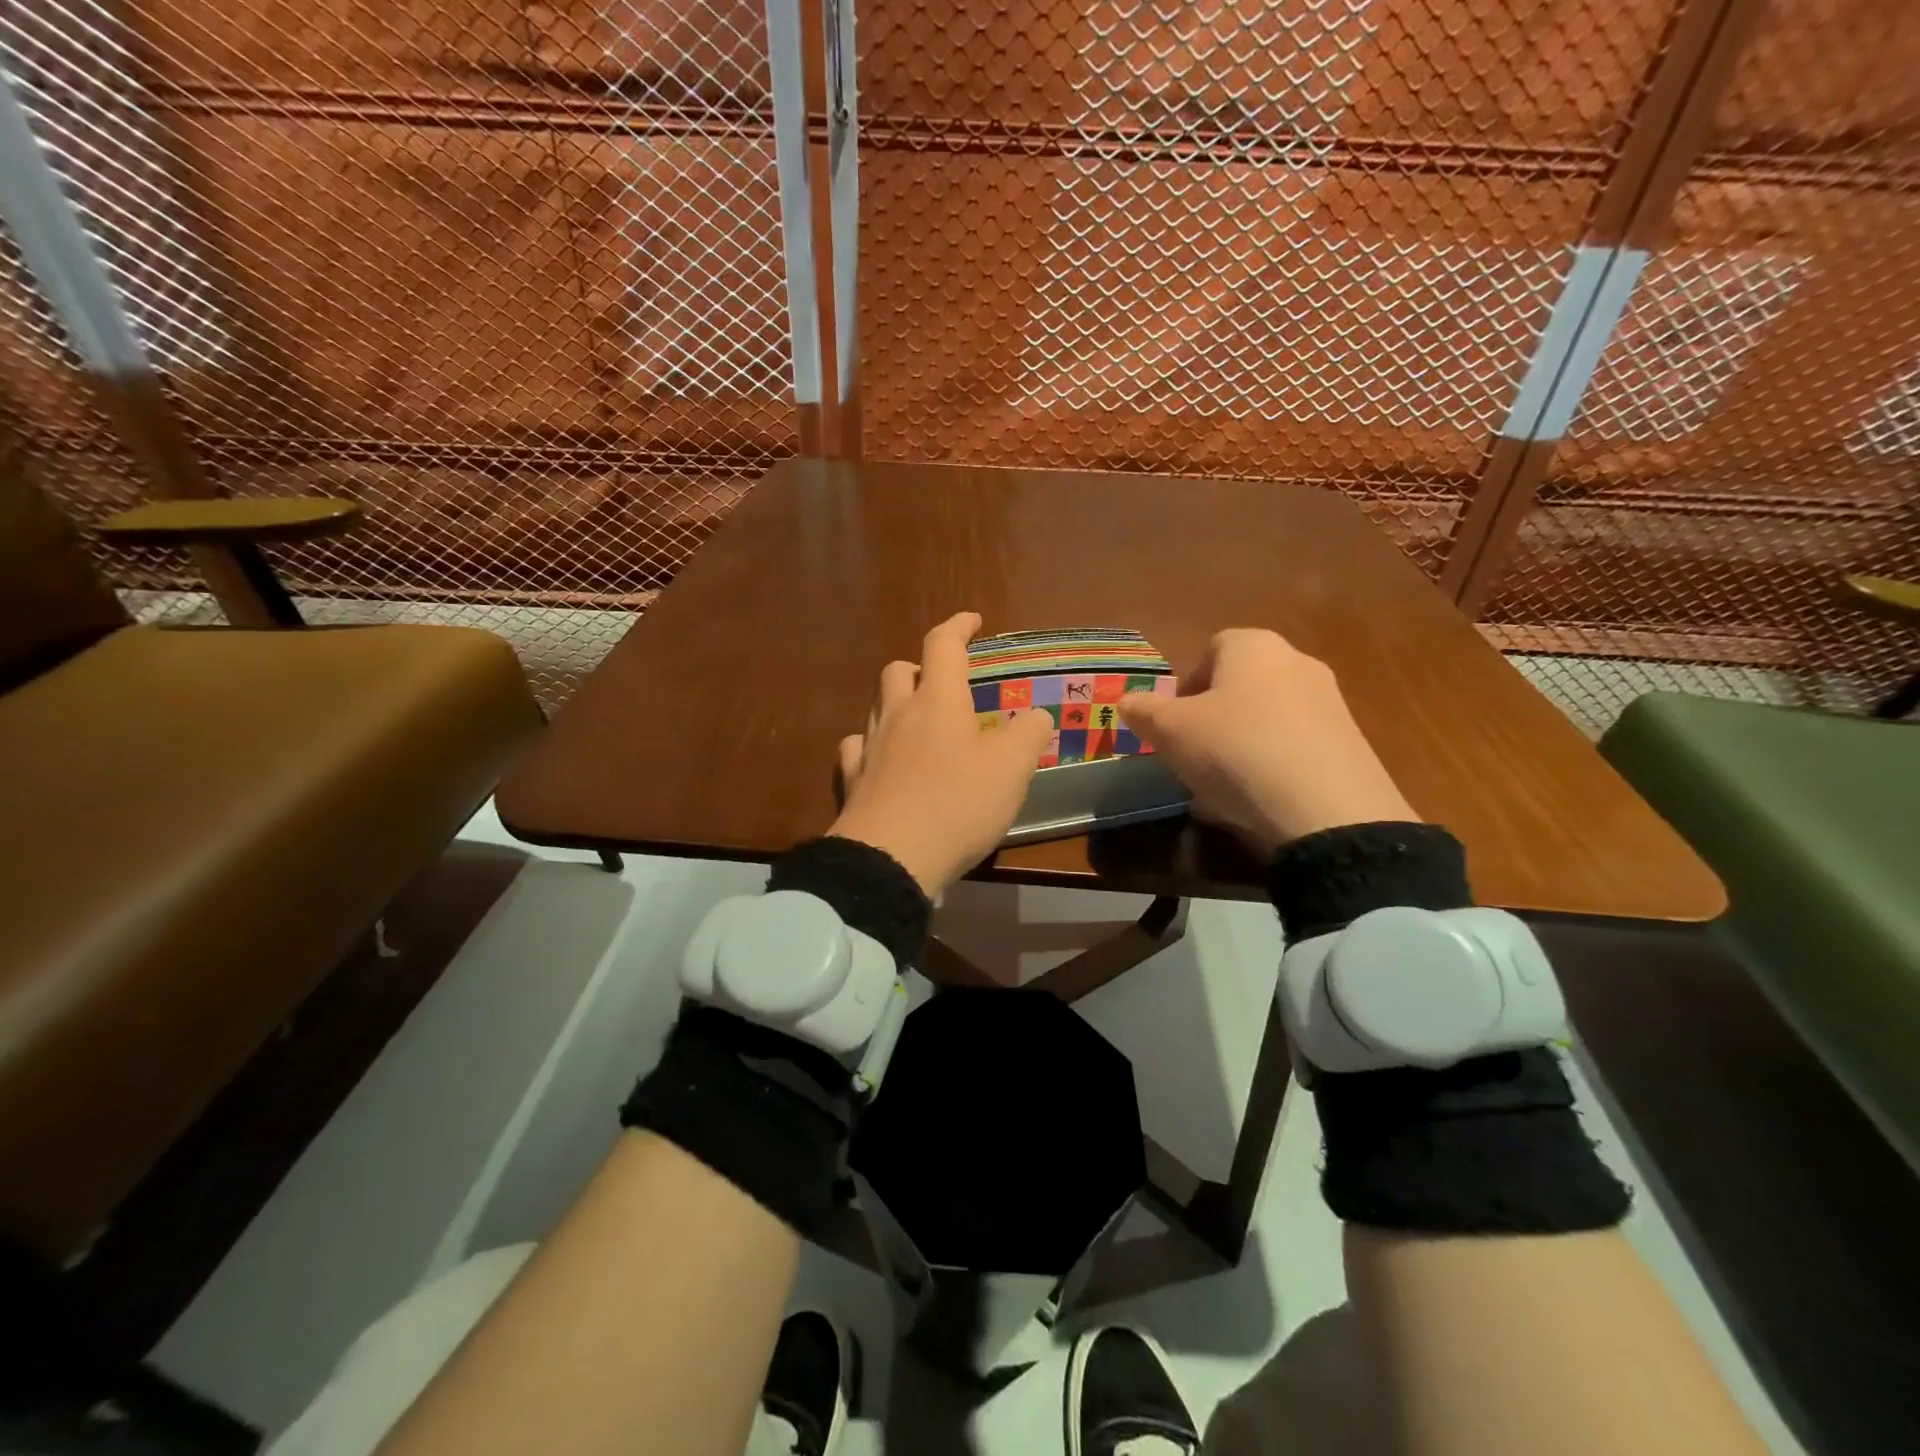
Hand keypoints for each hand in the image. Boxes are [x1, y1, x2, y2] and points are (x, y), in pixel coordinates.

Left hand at [829, 611, 1053, 895]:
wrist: (890, 858)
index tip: (972, 620)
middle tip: (942, 682)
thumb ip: (1029, 734)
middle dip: (921, 666)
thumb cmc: (958, 804)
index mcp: (937, 702)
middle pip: (899, 670)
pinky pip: (856, 747)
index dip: (958, 626)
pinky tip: (883, 759)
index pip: (943, 645)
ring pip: (876, 706)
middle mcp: (898, 715)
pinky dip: (871, 743)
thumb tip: (1034, 716)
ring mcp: (869, 748)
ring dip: (897, 702)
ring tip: (918, 721)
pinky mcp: (852, 781)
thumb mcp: (1013, 768)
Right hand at [1118, 628, 1416, 857]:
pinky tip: (1258, 802)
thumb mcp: (1170, 731)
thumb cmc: (1234, 750)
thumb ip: (1144, 711)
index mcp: (1254, 646)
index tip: (1173, 722)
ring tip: (1222, 786)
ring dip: (1241, 744)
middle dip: (1214, 717)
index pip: (1212, 648)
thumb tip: (1128, 701)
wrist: (1326, 809)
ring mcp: (1331, 703)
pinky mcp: (1351, 745)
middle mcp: (1297, 662)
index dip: (1186, 684)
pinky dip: (1273, 767)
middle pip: (1242, 685)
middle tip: (1193, 753)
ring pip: (1268, 719)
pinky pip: (1295, 749)